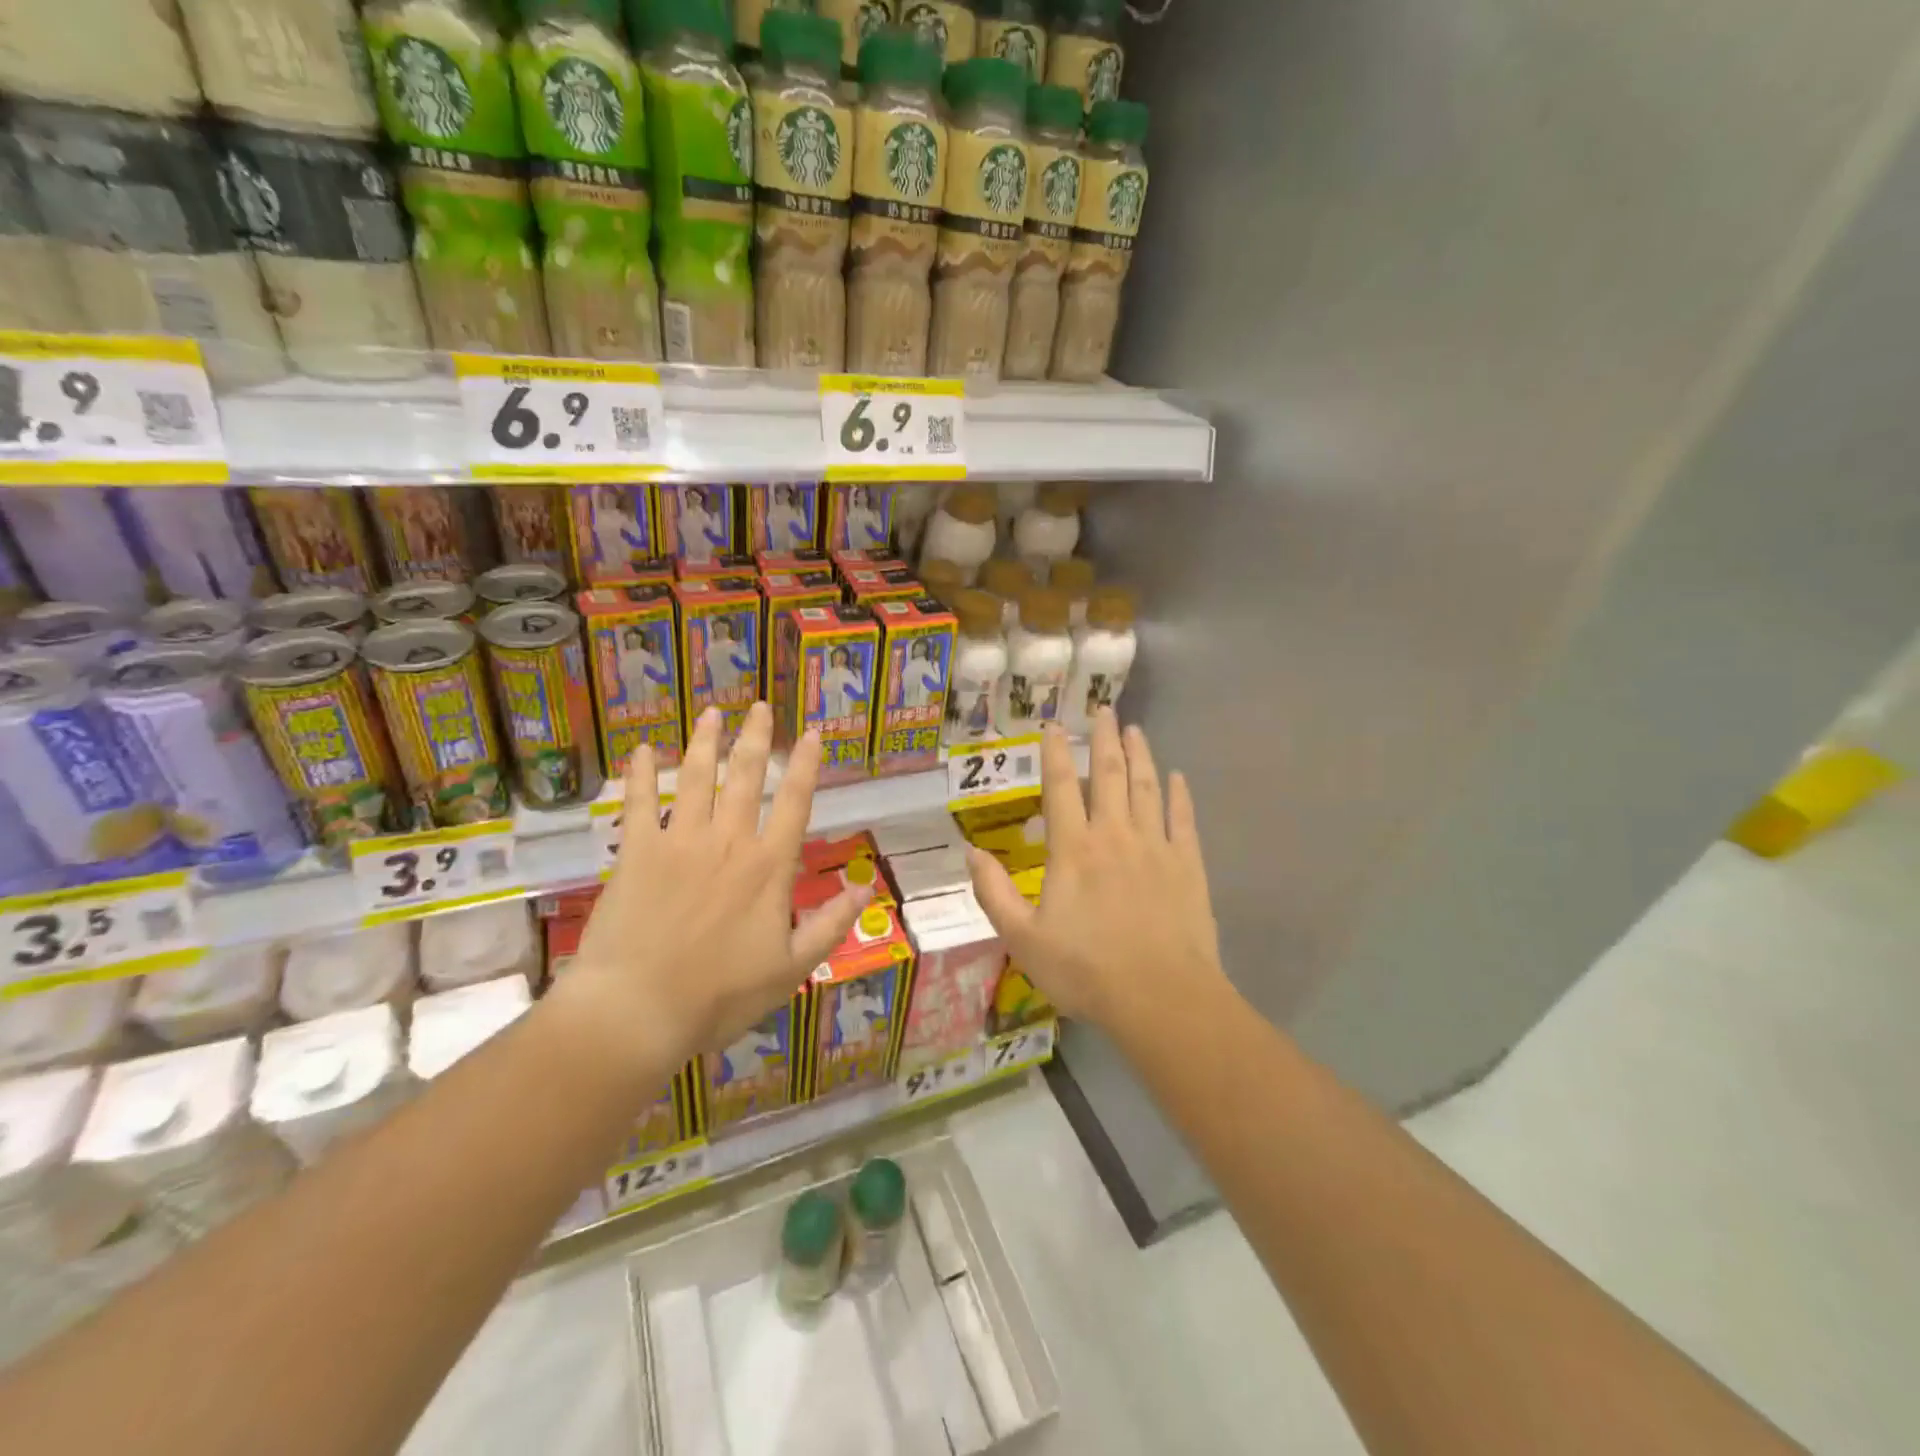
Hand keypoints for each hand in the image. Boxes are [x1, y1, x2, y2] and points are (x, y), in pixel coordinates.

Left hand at [566, 702, 870, 1072]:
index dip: (805, 765)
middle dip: (755, 738)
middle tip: (760, 706)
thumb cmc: (720, 995)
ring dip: (705, 743)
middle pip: (745, 777)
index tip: (810, 733)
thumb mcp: (791, 968)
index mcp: (768, 866)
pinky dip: (642, 775)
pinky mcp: (636, 853)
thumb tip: (868, 889)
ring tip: (712, 713)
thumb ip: (830, 924)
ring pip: (696, 779)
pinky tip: (643, 751)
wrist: (638, 1010)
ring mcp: (679, 842)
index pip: (794, 802)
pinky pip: (639, 803)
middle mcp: (728, 841)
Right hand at [966, 710, 1225, 1035]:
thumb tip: (970, 852)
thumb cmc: (1086, 970)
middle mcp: (1115, 835)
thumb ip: (994, 893)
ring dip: (1141, 755)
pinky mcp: (1188, 866)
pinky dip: (1179, 795)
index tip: (1055, 725)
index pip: (1061, 787)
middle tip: (1104, 709)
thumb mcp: (1022, 939)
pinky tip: (1178, 777)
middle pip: (1109, 774)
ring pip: (1147, 787)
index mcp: (1073, 849)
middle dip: (1104, 738)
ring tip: (1136, 730)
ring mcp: (1156, 847)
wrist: (1161, 998)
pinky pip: (1184, 819)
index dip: (1056, 752)